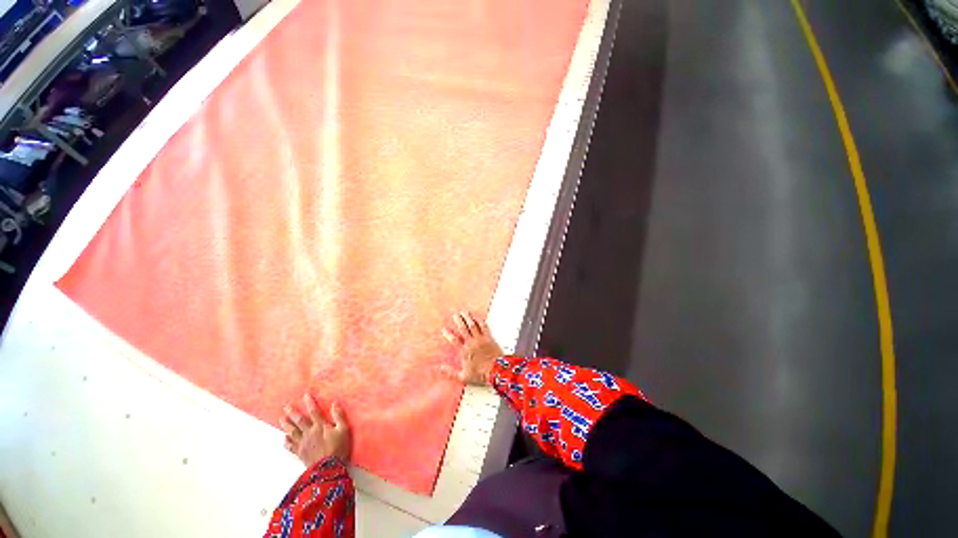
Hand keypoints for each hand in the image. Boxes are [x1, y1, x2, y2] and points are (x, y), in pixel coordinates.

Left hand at [281, 394, 350, 466]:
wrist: (328, 468)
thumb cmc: (338, 447)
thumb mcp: (344, 429)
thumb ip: (339, 416)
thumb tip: (335, 403)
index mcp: (320, 426)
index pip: (314, 411)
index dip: (309, 403)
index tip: (305, 395)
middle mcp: (309, 433)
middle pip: (299, 421)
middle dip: (292, 413)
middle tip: (286, 407)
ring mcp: (303, 443)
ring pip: (292, 432)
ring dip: (286, 425)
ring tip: (281, 419)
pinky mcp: (300, 453)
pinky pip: (291, 446)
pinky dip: (286, 441)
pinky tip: (284, 438)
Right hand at [441, 311, 503, 385]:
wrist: (497, 370)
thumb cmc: (481, 374)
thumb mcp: (463, 377)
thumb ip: (451, 372)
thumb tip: (440, 368)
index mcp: (465, 351)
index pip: (454, 340)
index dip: (448, 334)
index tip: (444, 329)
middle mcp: (472, 343)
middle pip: (463, 329)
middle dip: (459, 321)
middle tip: (455, 314)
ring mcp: (481, 339)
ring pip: (473, 325)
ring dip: (468, 318)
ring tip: (464, 312)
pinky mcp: (489, 338)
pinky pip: (483, 326)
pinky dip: (480, 320)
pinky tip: (477, 317)